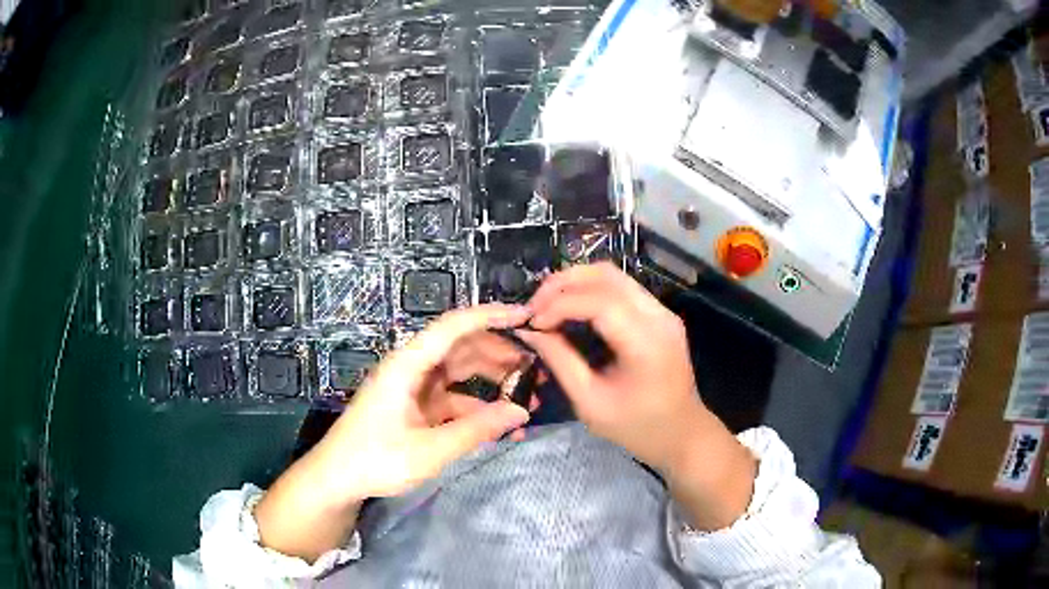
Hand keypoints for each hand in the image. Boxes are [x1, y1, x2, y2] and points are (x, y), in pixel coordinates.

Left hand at [256, 304, 532, 560]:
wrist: (337, 478)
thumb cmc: (375, 459)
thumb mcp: (429, 449)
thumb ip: (476, 430)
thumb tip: (521, 412)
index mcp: (409, 364)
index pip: (454, 326)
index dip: (491, 316)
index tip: (527, 317)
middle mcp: (413, 368)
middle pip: (462, 347)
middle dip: (501, 354)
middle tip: (537, 369)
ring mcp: (415, 388)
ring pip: (461, 373)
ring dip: (492, 382)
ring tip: (528, 397)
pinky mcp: (417, 407)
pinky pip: (454, 399)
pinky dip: (478, 408)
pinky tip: (501, 426)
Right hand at [518, 263, 703, 471]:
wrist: (682, 433)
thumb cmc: (636, 427)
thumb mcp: (590, 403)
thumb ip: (560, 361)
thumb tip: (530, 331)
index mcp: (645, 343)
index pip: (599, 301)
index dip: (559, 304)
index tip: (533, 322)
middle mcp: (658, 317)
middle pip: (607, 275)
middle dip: (563, 283)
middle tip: (535, 306)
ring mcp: (663, 311)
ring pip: (614, 275)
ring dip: (576, 283)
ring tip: (548, 304)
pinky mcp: (660, 314)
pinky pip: (622, 289)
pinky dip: (591, 291)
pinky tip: (572, 308)